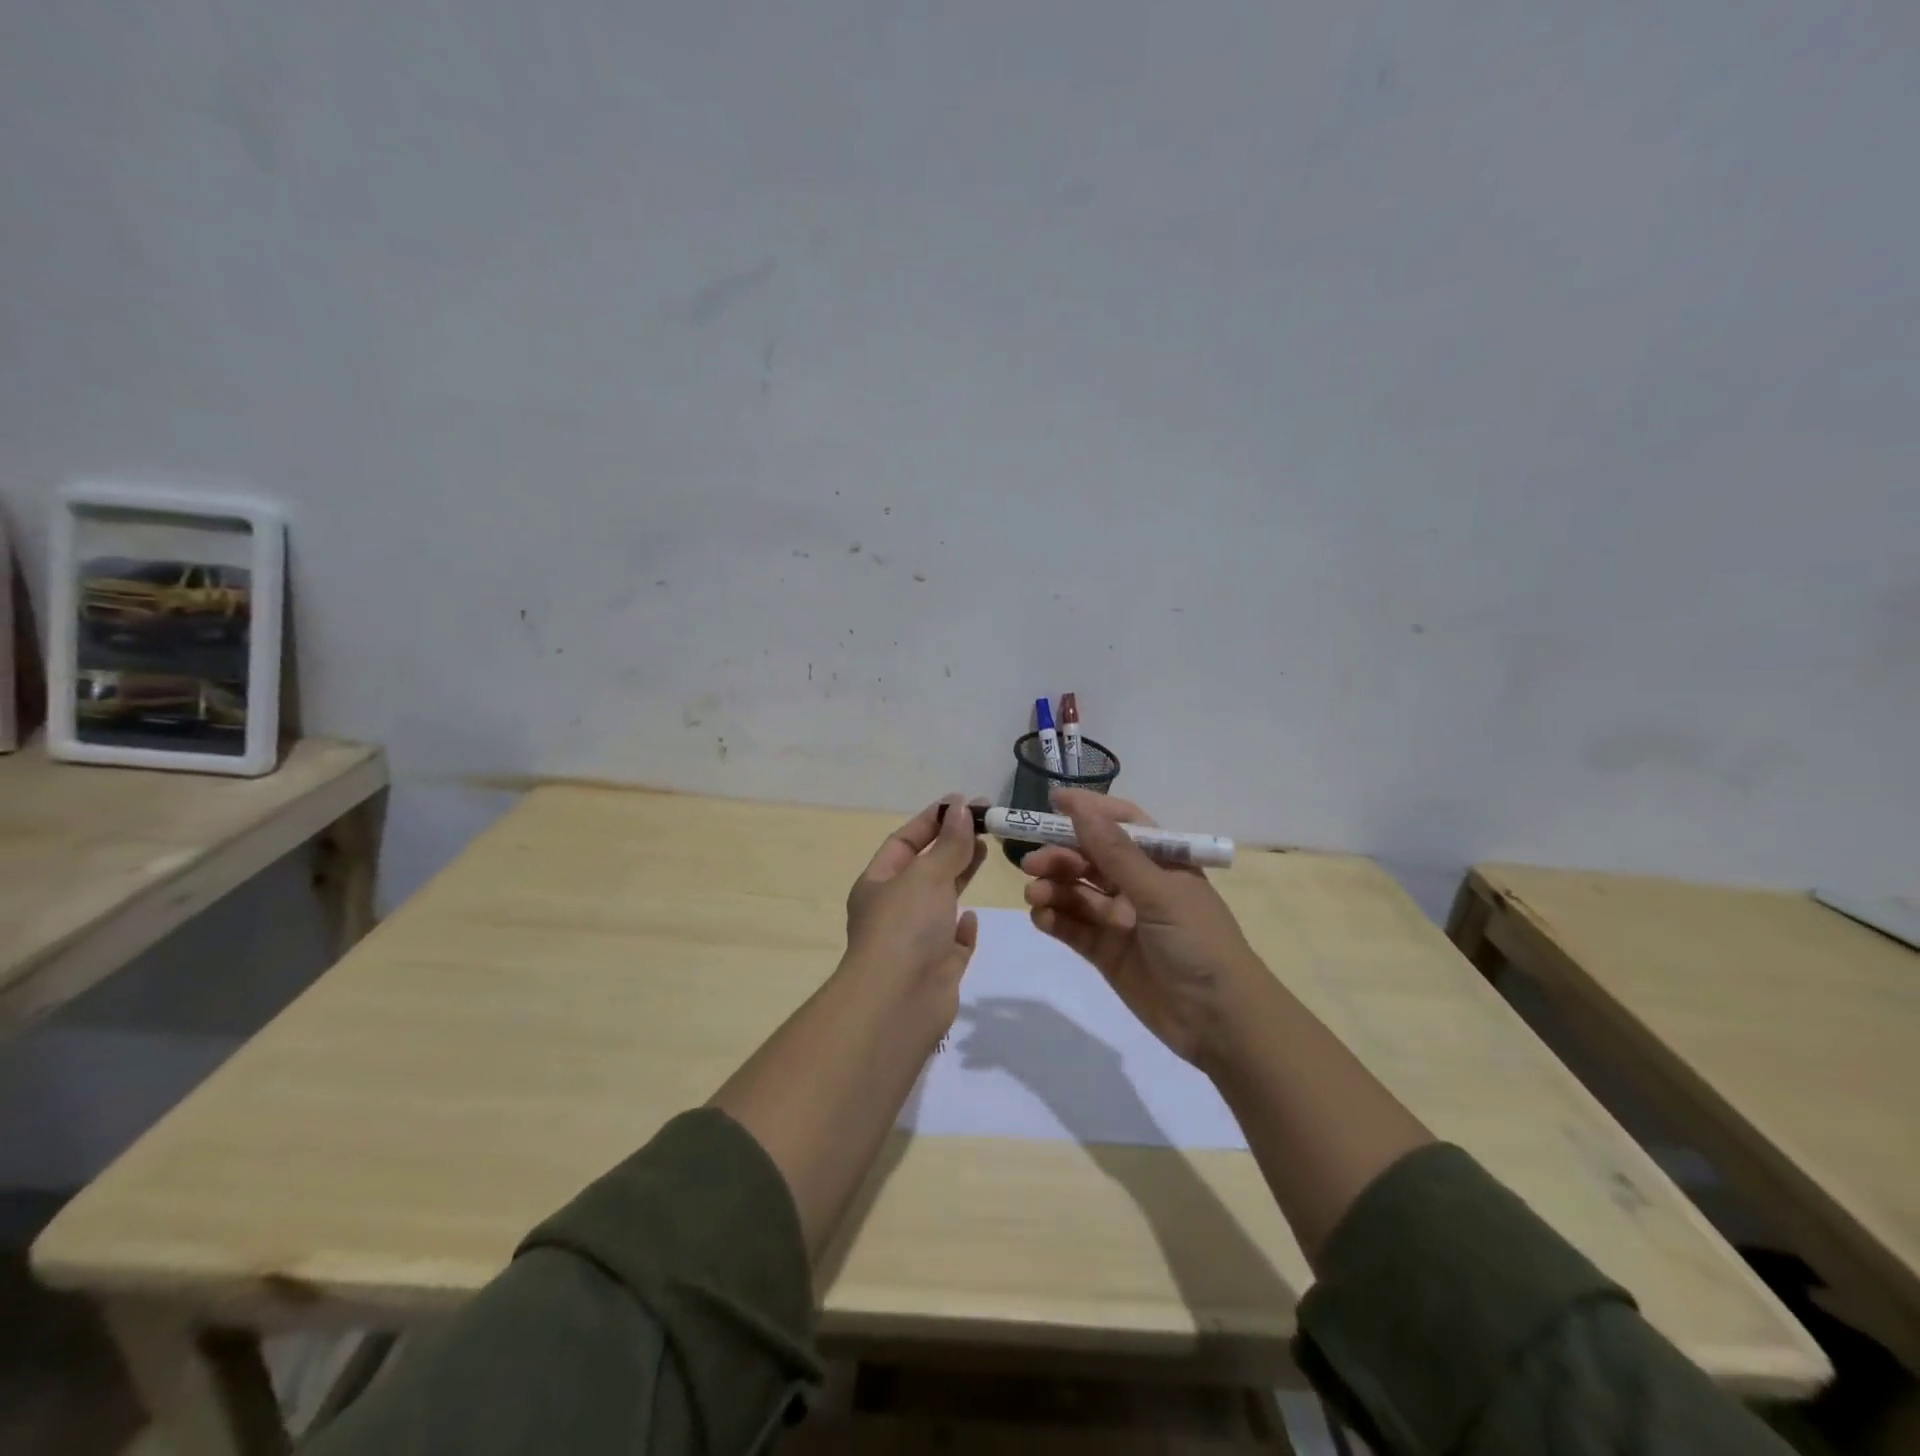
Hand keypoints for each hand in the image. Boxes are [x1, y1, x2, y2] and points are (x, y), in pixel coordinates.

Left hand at [845, 795, 986, 1006]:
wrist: (899, 1002)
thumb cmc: (905, 927)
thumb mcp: (927, 874)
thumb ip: (949, 843)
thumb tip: (961, 807)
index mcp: (877, 884)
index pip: (904, 840)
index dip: (932, 820)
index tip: (964, 803)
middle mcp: (893, 910)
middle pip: (925, 868)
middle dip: (951, 844)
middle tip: (985, 823)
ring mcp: (915, 941)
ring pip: (940, 902)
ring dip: (960, 877)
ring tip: (986, 852)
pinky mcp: (937, 969)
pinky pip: (951, 942)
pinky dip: (962, 928)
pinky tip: (973, 918)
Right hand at [1021, 789, 1262, 1069]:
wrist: (1220, 1021)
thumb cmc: (1198, 942)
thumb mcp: (1159, 892)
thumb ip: (1115, 852)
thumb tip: (1080, 807)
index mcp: (1161, 862)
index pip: (1121, 824)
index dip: (1089, 810)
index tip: (1052, 801)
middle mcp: (1139, 885)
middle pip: (1091, 859)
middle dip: (1061, 856)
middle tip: (1032, 863)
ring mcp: (1121, 920)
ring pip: (1078, 893)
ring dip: (1054, 888)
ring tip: (1034, 894)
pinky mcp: (1106, 953)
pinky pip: (1074, 928)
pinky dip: (1055, 919)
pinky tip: (1041, 917)